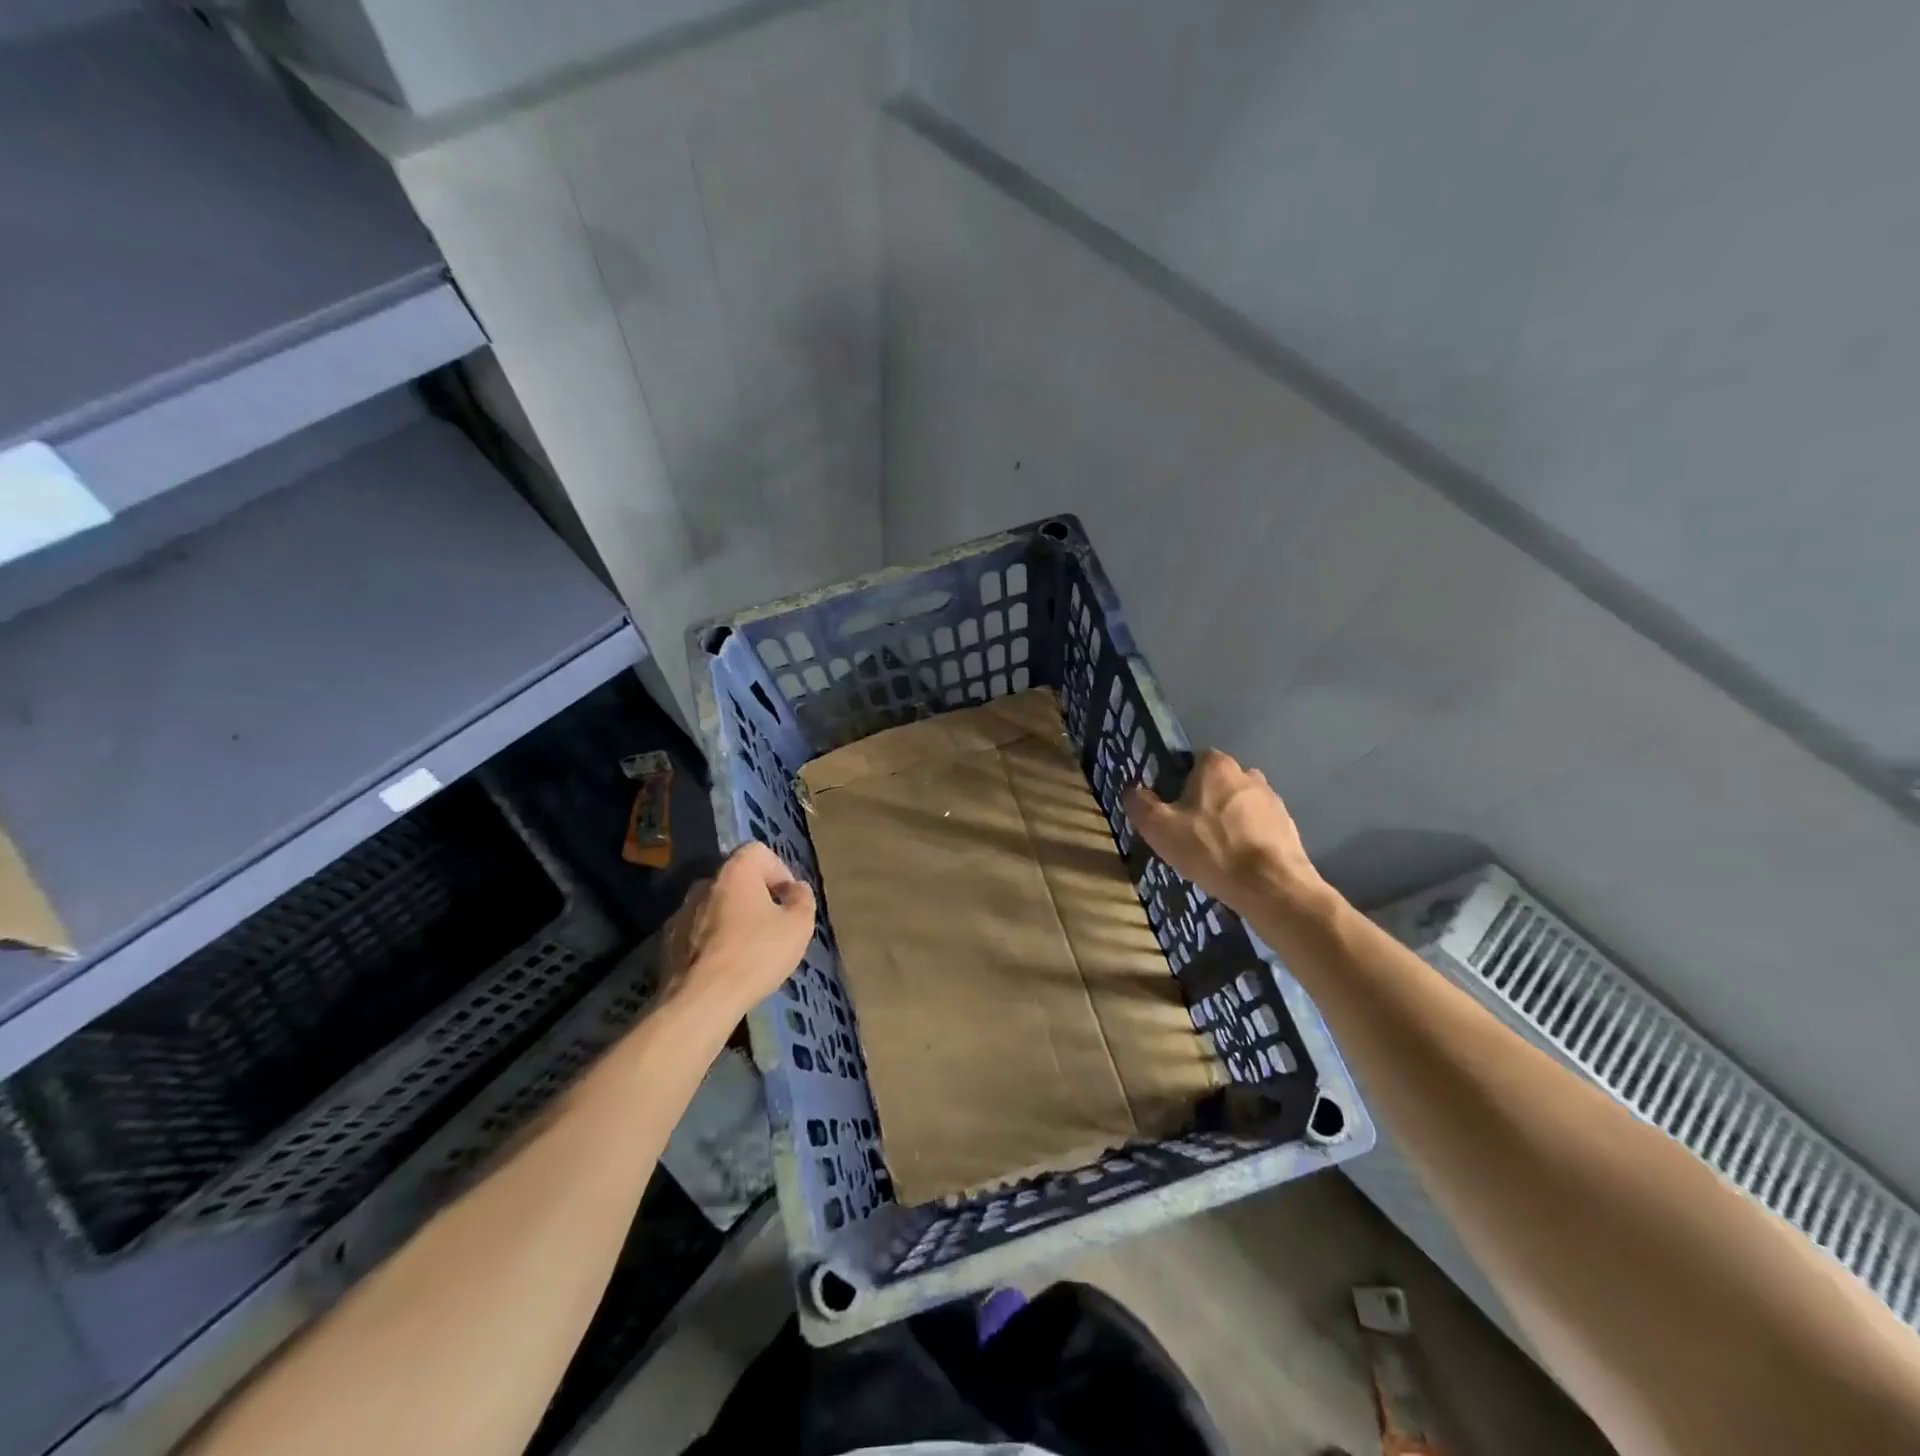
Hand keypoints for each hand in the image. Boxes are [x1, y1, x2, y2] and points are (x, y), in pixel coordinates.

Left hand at [661, 843, 815, 1021]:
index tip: (789, 900)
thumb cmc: (756, 954)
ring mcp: (681, 912)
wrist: (701, 1000)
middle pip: (736, 880)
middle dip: (755, 897)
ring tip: (748, 950)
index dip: (779, 871)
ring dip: (732, 919)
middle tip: (772, 926)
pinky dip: (712, 941)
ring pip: (715, 907)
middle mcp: (704, 883)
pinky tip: (724, 966)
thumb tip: (796, 889)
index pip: (758, 852)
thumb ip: (802, 899)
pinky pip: (698, 932)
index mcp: (735, 871)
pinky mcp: (667, 942)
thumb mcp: (798, 926)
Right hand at [1123, 749, 1326, 916]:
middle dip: (1204, 801)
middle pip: (1218, 782)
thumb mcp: (1159, 828)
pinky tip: (1237, 862)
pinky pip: (1258, 827)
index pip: (1193, 760)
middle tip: (1189, 831)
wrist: (1270, 886)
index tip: (1171, 806)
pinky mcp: (1288, 827)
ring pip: (1239, 805)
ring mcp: (1273, 800)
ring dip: (1227, 821)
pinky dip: (1247, 839)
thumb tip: (1131, 790)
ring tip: (1214, 851)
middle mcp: (1249, 774)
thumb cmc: (1210, 849)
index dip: (1179, 781)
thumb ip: (1140, 804)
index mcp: (1217, 766)